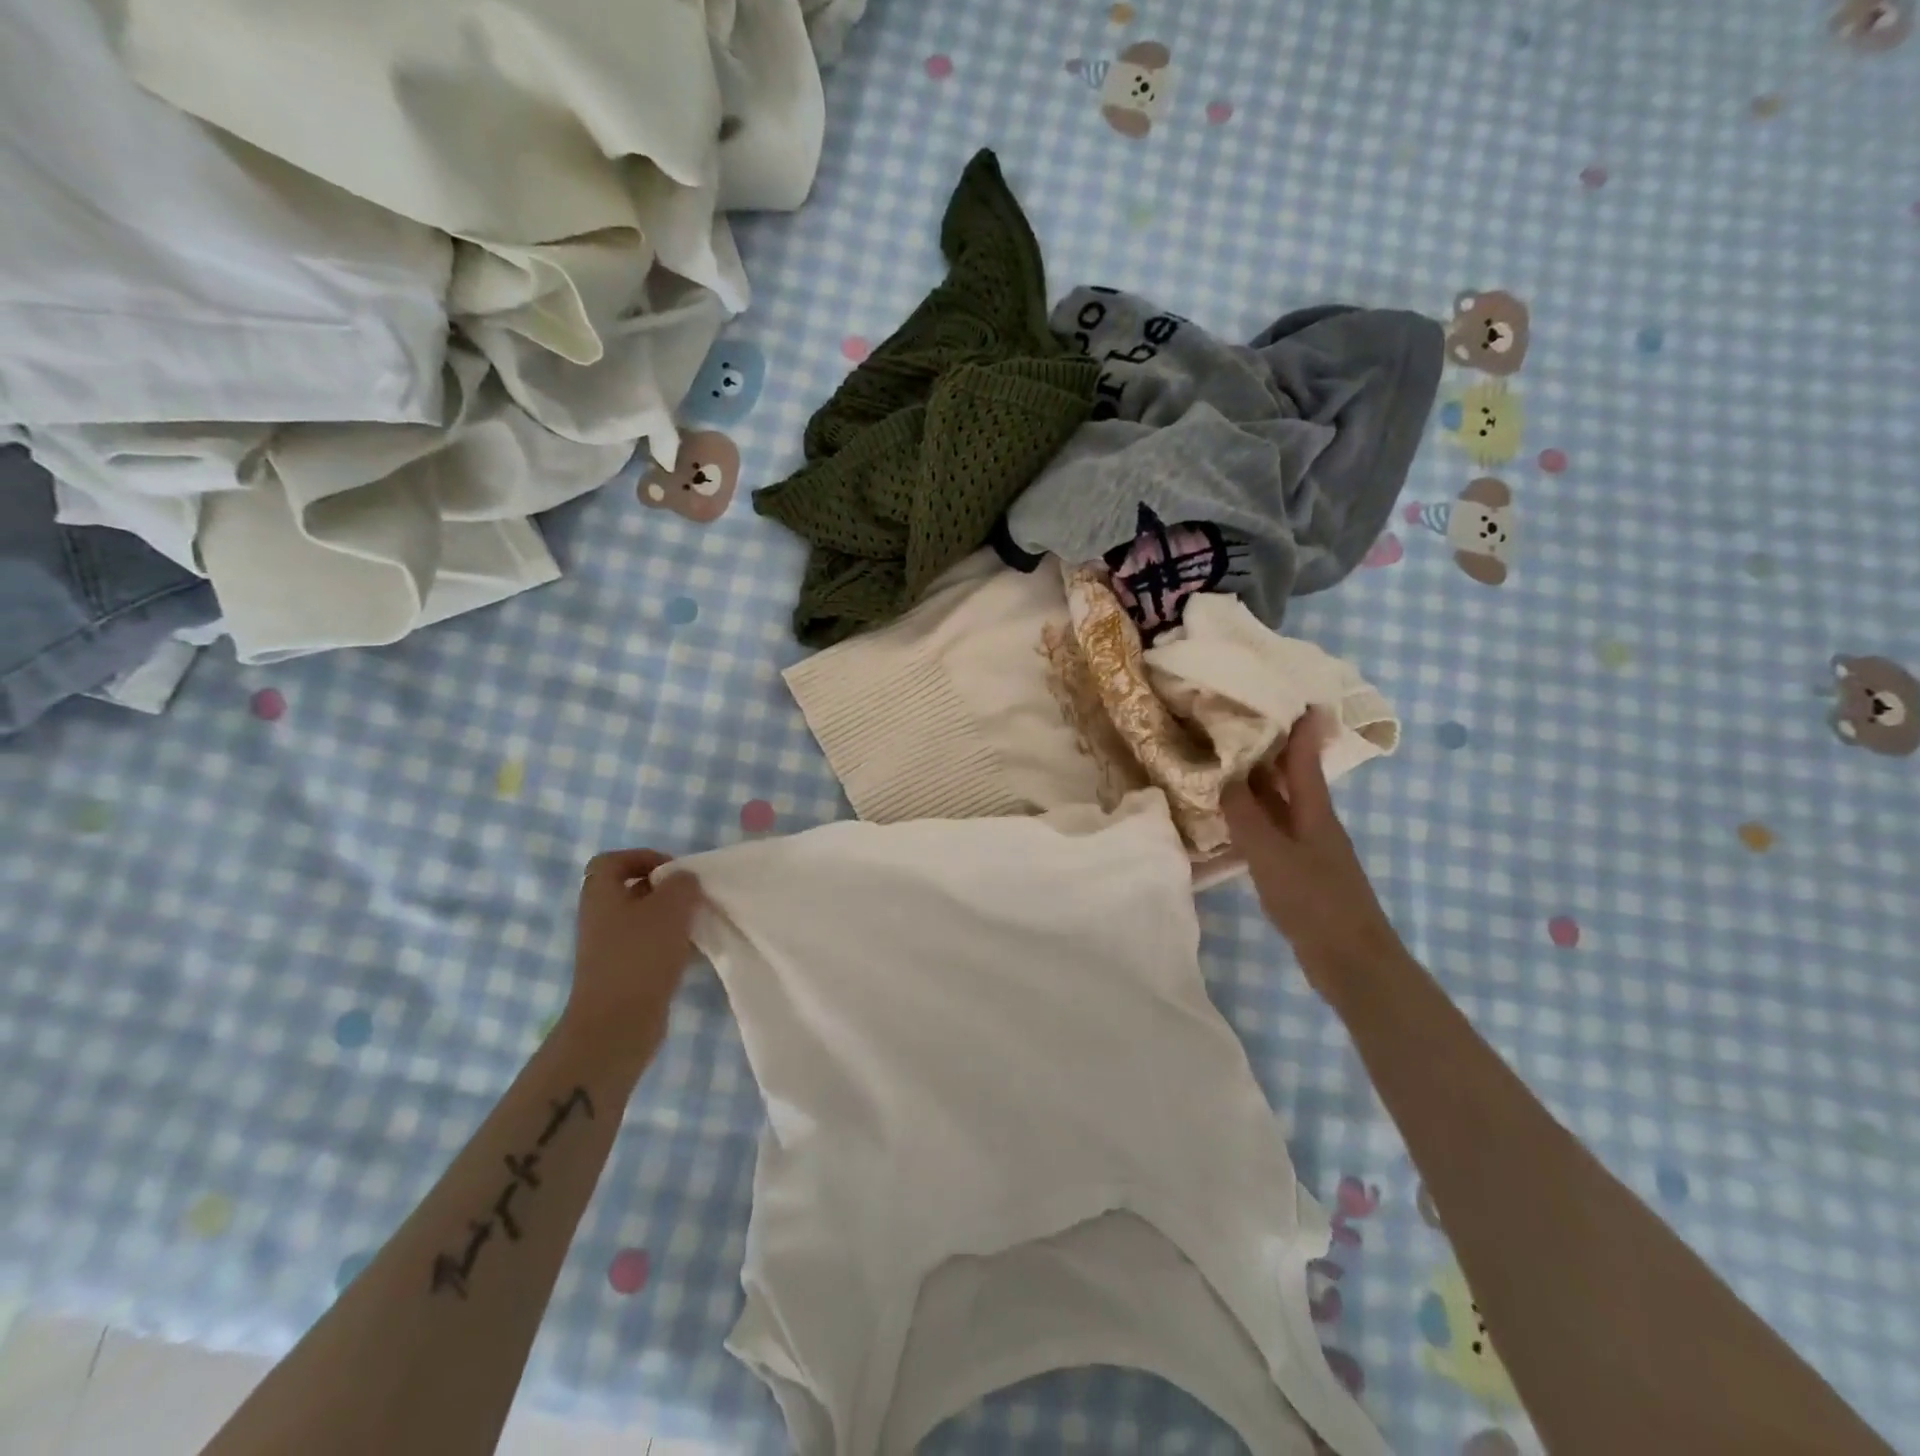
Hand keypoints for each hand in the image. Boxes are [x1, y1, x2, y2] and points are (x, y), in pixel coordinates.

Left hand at [560, 849, 703, 1077]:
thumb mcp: (671, 907)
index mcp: (601, 895)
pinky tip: (692, 951)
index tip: (673, 869)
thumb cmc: (640, 955)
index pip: (612, 861)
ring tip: (697, 923)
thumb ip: (683, 884)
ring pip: (643, 919)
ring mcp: (609, 948)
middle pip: (630, 890)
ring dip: (670, 918)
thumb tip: (684, 880)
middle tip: (692, 895)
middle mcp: (600, 918)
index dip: (642, 857)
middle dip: (664, 889)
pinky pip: (648, 946)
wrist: (617, 1024)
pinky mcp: (623, 973)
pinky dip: (670, 944)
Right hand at [1221, 708, 1407, 1002]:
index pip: (1304, 757)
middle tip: (1234, 723)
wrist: (1351, 960)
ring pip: (1279, 804)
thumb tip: (1224, 778)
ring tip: (1222, 763)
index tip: (1288, 694)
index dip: (1298, 727)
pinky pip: (1272, 831)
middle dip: (1269, 749)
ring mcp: (1308, 848)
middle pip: (1291, 777)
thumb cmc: (1314, 901)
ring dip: (1256, 783)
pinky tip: (1230, 820)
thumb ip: (1246, 816)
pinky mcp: (1300, 871)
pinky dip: (1252, 817)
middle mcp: (1314, 822)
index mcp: (1314, 810)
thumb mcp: (1271, 855)